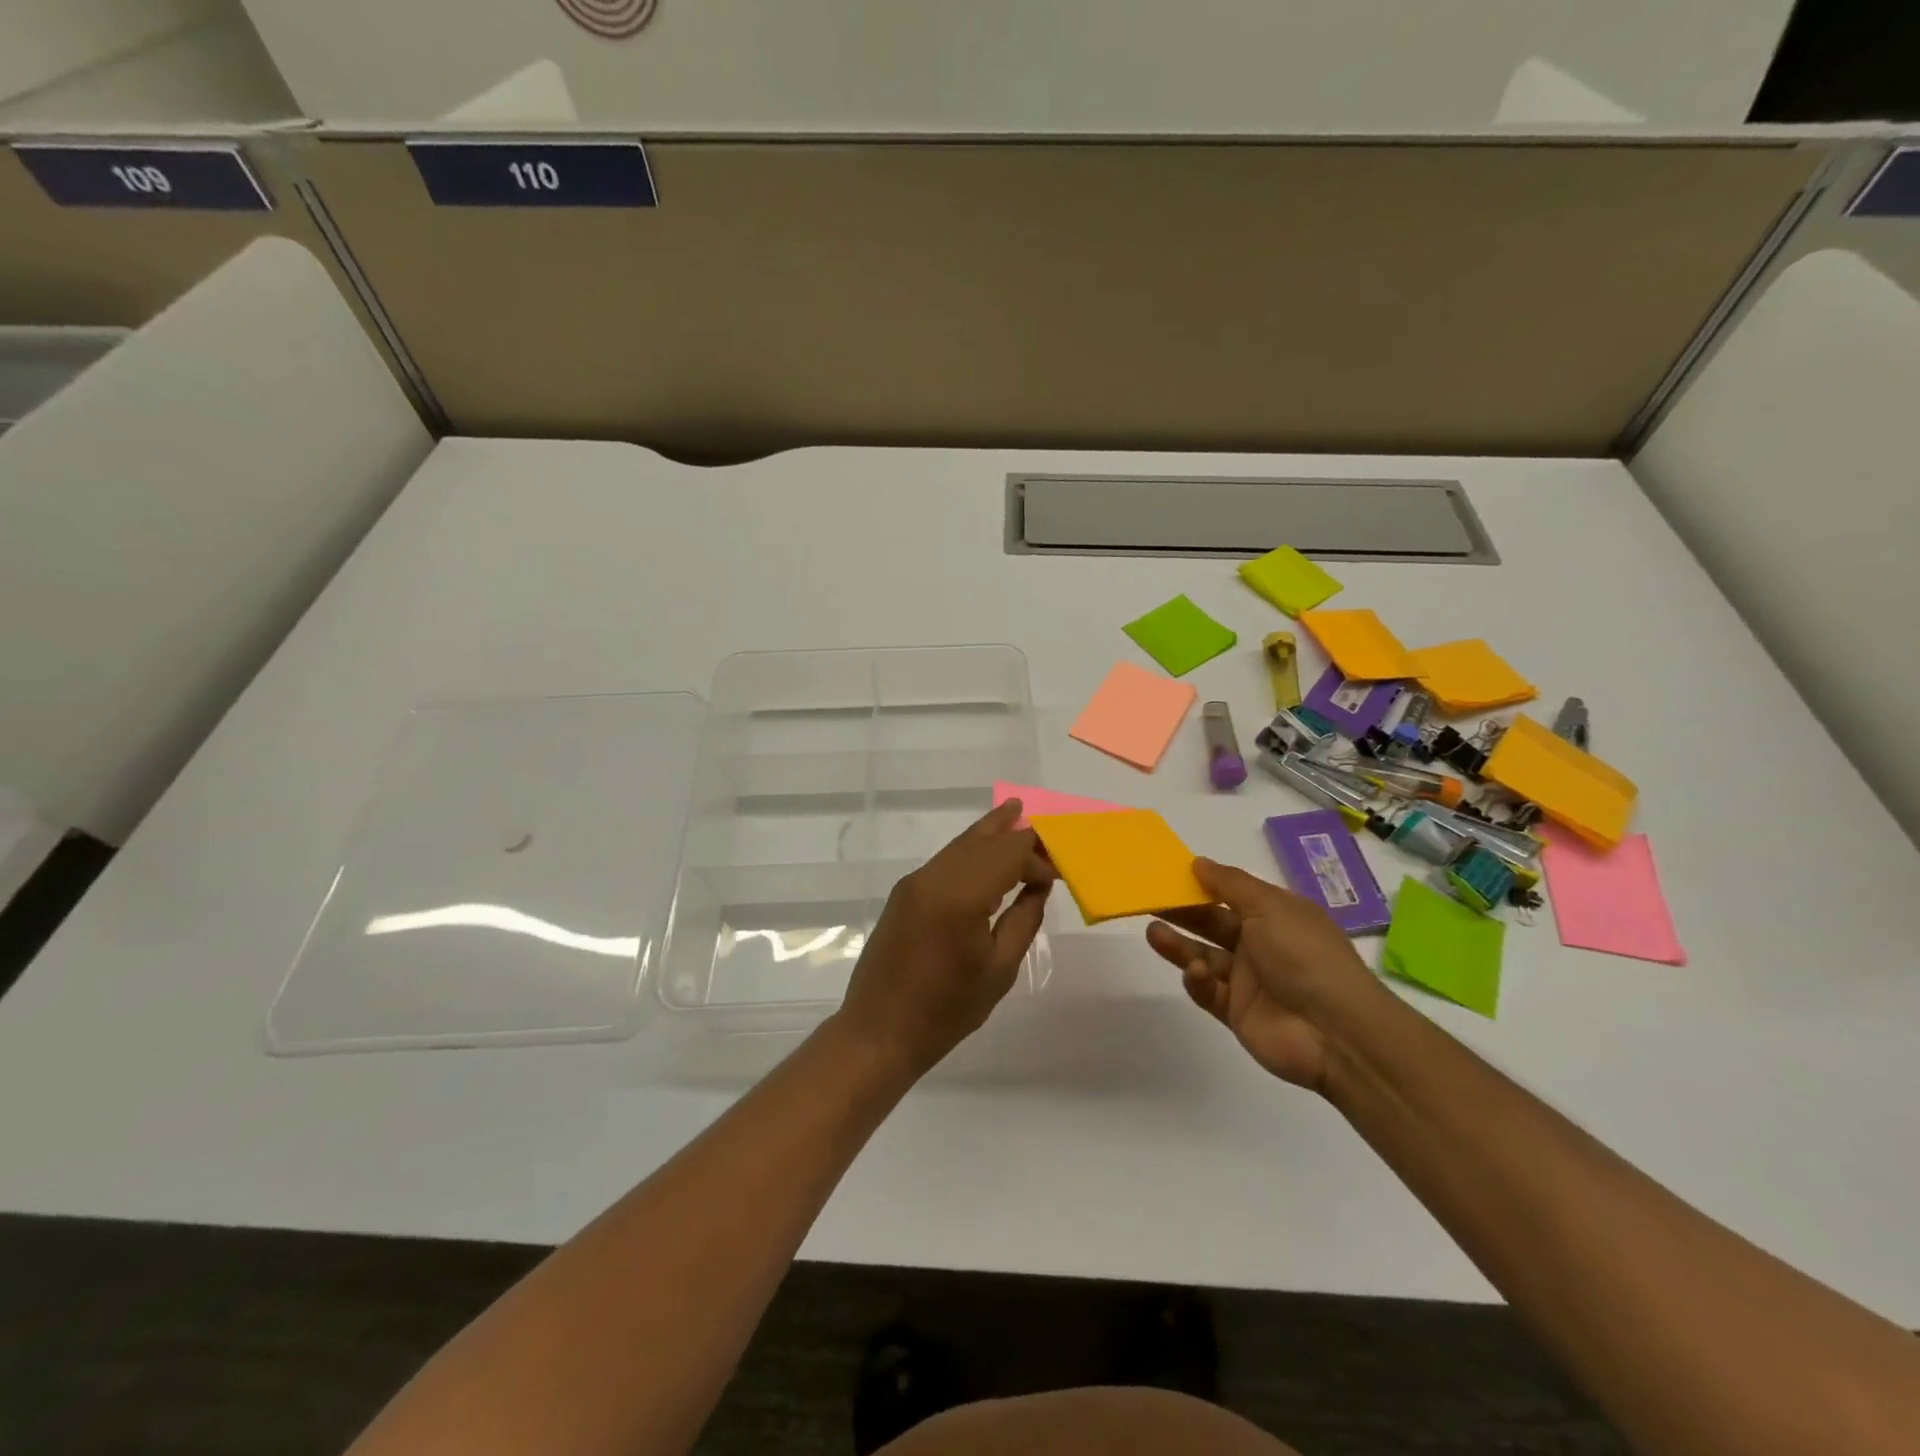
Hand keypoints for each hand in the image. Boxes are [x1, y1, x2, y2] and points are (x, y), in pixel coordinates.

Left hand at [836, 801, 1055, 1076]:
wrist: (880, 1031)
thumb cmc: (947, 1010)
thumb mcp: (1000, 969)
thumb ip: (1024, 919)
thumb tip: (1039, 884)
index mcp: (961, 895)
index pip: (1008, 853)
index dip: (1037, 857)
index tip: (1057, 875)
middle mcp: (934, 877)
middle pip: (982, 839)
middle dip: (1014, 833)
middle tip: (1044, 827)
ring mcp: (914, 882)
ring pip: (960, 845)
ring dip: (990, 833)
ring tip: (1015, 813)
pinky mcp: (904, 893)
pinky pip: (945, 861)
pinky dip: (970, 853)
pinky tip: (987, 856)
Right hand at [1146, 858, 1381, 1092]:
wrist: (1335, 1032)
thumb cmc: (1304, 955)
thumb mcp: (1269, 906)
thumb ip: (1229, 883)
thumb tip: (1198, 862)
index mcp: (1275, 915)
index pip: (1231, 894)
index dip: (1202, 884)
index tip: (1169, 875)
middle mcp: (1261, 945)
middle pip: (1212, 924)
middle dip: (1182, 912)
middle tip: (1147, 901)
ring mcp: (1248, 981)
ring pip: (1203, 956)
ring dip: (1179, 945)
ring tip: (1153, 932)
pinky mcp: (1236, 1012)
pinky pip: (1208, 992)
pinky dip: (1198, 981)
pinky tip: (1195, 974)